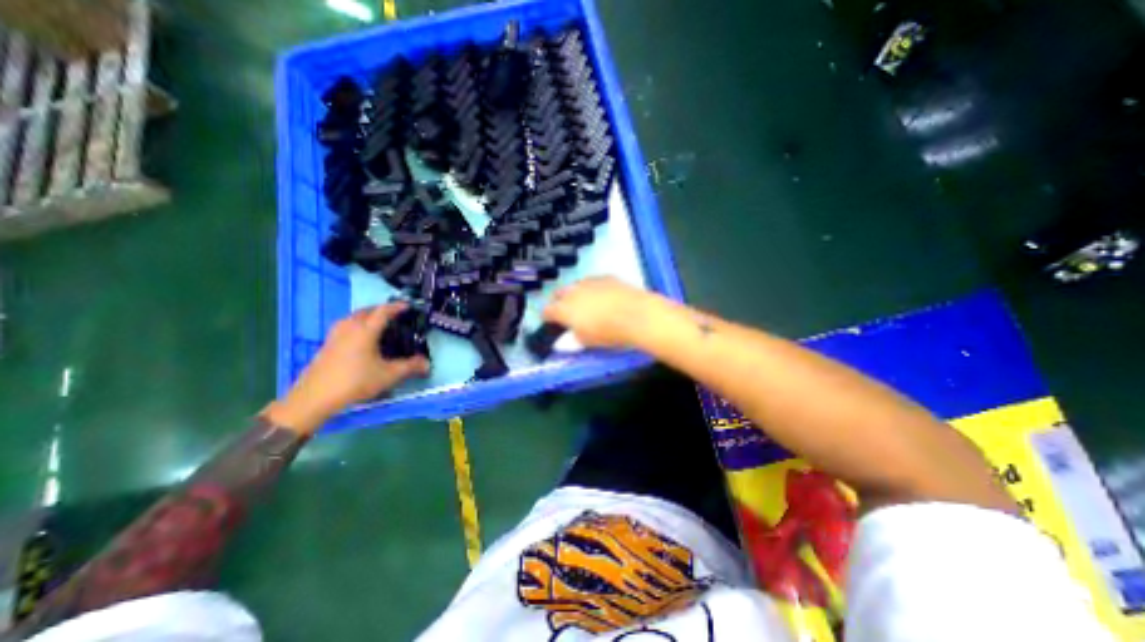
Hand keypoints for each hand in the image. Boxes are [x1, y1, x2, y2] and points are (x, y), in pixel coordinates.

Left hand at [264, 302, 428, 433]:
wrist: (314, 397)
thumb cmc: (355, 381)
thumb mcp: (388, 375)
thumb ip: (410, 367)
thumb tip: (427, 364)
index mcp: (365, 330)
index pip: (383, 311)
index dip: (397, 306)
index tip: (408, 305)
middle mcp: (350, 327)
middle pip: (367, 310)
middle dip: (382, 309)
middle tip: (395, 315)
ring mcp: (335, 335)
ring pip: (354, 317)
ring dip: (368, 316)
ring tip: (379, 324)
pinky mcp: (327, 344)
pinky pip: (346, 325)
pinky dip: (357, 324)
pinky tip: (361, 337)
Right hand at [544, 274, 661, 348]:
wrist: (637, 315)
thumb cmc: (608, 333)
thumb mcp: (586, 342)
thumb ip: (570, 341)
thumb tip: (561, 342)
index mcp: (564, 309)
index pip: (547, 311)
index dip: (548, 318)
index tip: (552, 324)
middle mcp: (573, 292)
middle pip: (559, 294)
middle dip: (560, 302)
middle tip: (569, 314)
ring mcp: (590, 282)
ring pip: (576, 286)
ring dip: (577, 294)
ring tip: (588, 306)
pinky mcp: (606, 277)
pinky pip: (593, 282)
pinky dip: (594, 289)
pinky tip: (604, 298)